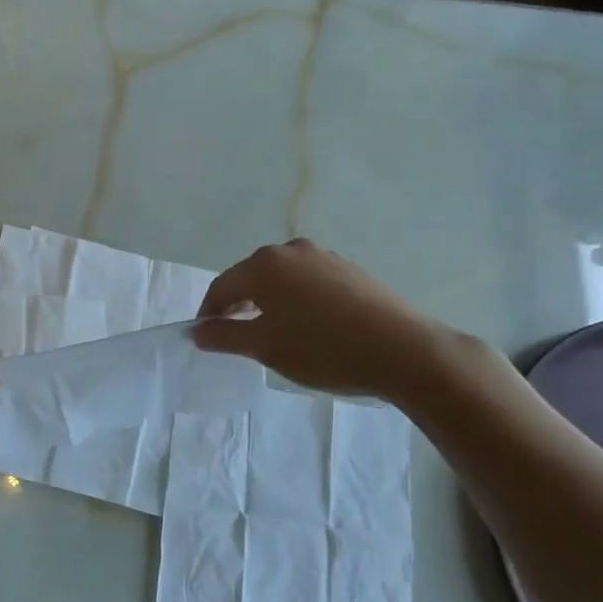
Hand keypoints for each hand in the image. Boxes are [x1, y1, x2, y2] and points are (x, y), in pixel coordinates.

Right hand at [194, 238, 461, 401]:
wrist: (403, 351)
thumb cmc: (322, 348)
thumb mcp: (265, 347)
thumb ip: (225, 336)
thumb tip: (199, 332)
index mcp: (264, 265)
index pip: (222, 286)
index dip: (209, 313)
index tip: (205, 338)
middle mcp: (291, 250)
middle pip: (251, 277)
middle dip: (239, 305)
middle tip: (236, 336)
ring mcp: (324, 257)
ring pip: (282, 279)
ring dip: (269, 303)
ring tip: (274, 333)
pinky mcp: (350, 271)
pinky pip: (309, 283)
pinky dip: (298, 301)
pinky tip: (309, 327)